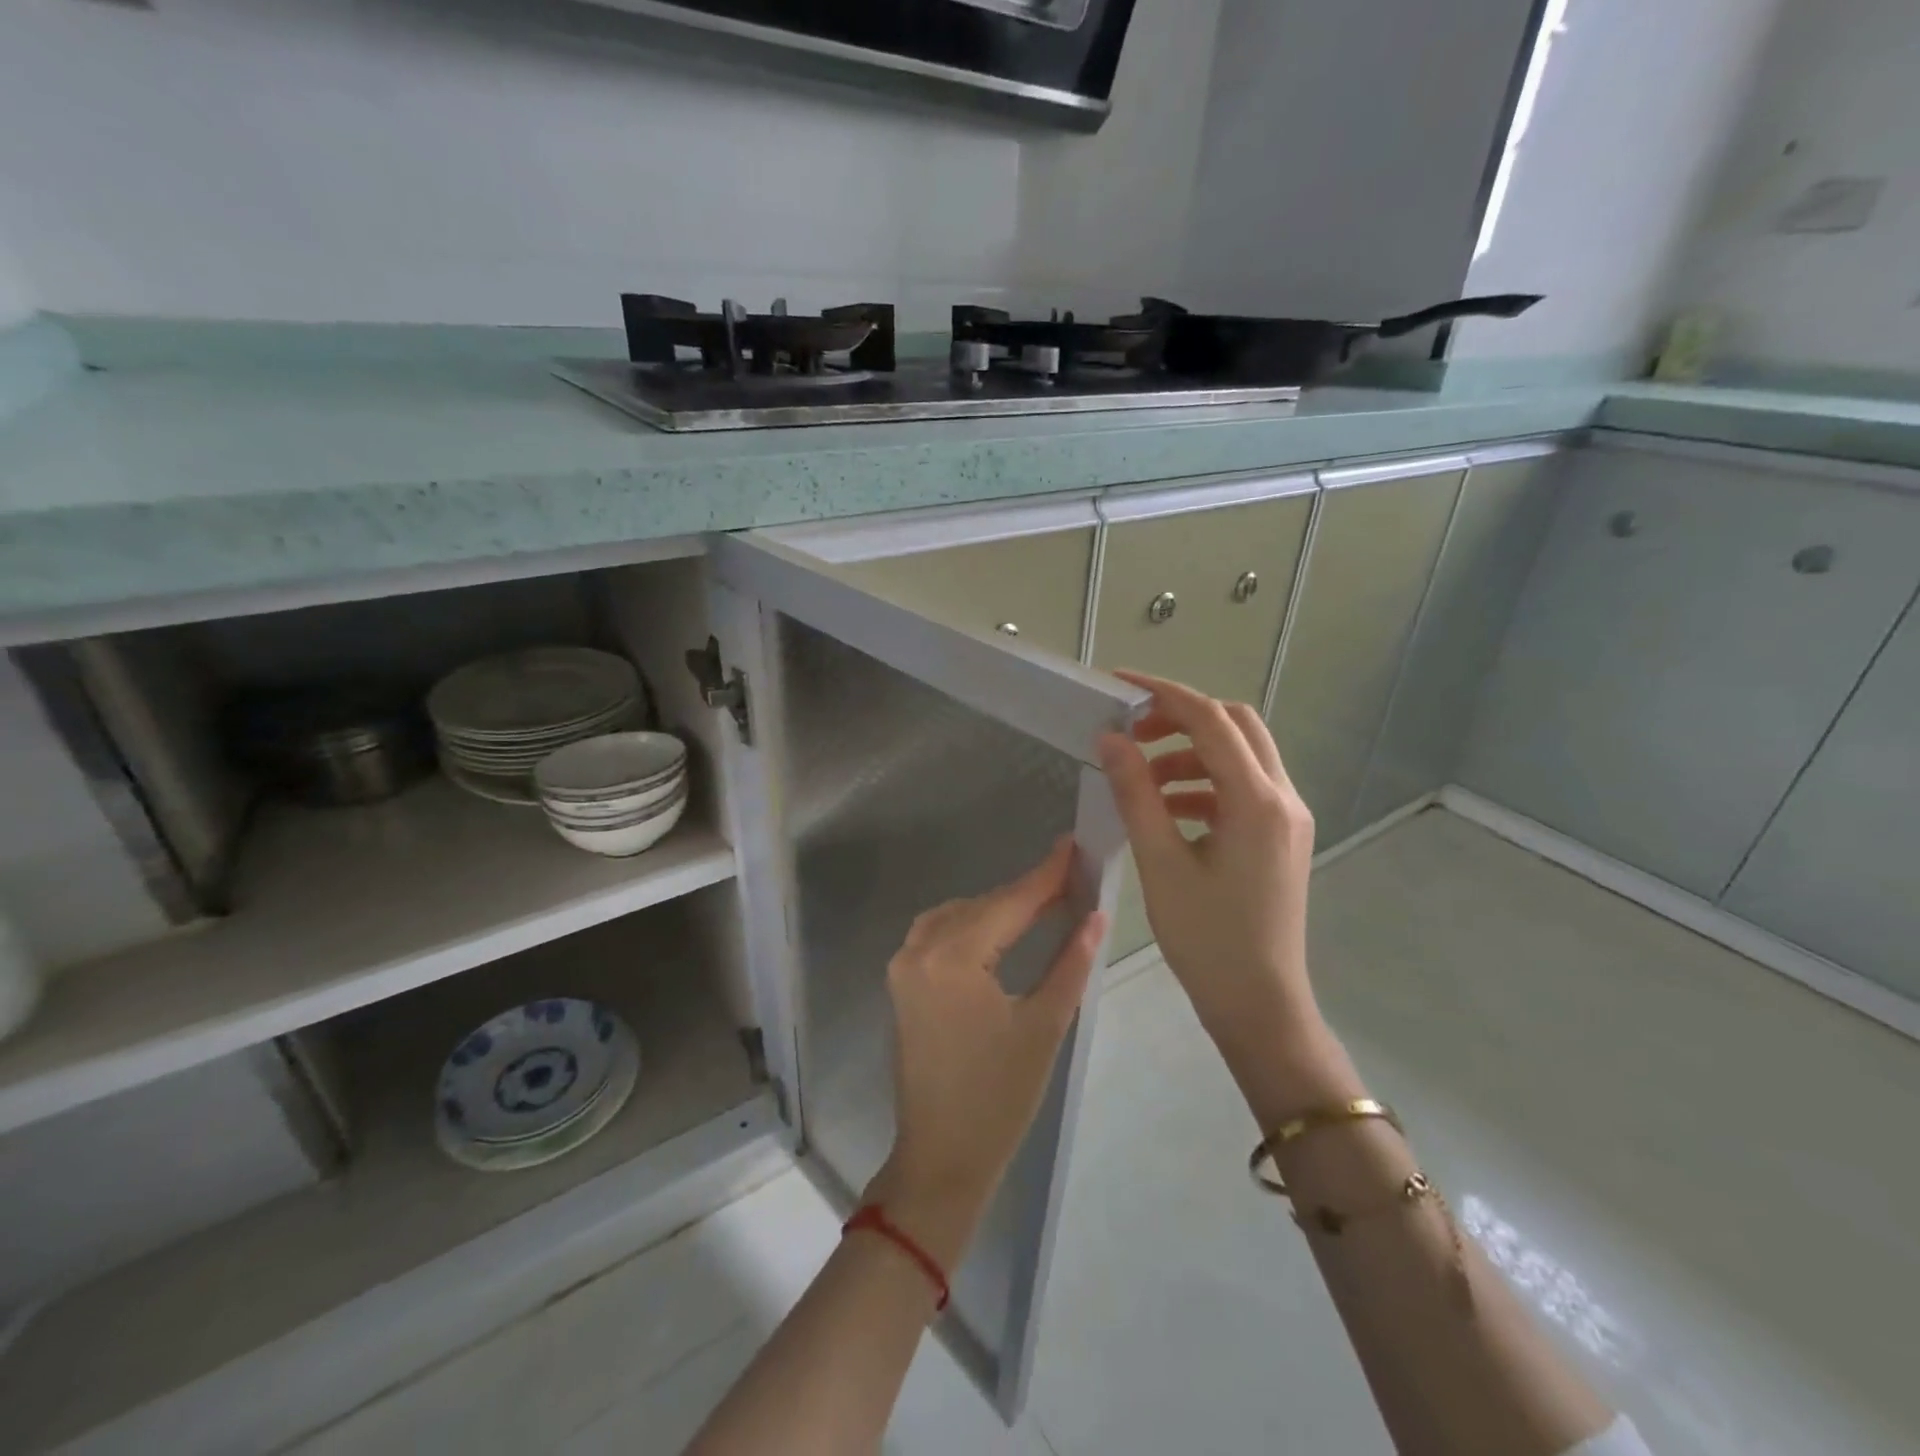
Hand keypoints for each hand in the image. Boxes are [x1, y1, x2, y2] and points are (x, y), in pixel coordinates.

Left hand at [868, 838, 1105, 1269]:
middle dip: (1026, 892)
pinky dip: (973, 925)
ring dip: (998, 908)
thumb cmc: (999, 1098)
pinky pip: (939, 934)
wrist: (941, 1158)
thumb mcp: (1044, 1026)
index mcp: (952, 958)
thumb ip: (1069, 962)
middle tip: (1071, 877)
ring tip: (1044, 903)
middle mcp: (918, 949)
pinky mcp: (901, 982)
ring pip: (958, 915)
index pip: (1009, 903)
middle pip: (982, 906)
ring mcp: (903, 965)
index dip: (1045, 874)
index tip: (1074, 844)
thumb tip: (1095, 914)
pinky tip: (1002, 929)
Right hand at [1097, 671, 1362, 1127]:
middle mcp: (1283, 798)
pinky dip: (1203, 784)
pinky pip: (1241, 789)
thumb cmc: (1208, 939)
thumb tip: (1110, 739)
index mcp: (1258, 800)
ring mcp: (1287, 818)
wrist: (1260, 1004)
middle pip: (1236, 726)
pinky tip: (1166, 809)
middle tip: (1133, 733)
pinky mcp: (1280, 837)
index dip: (1163, 694)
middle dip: (1182, 718)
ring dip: (1190, 753)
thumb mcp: (1162, 863)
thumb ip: (1136, 793)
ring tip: (1141, 778)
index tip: (1119, 685)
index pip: (1210, 720)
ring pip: (1240, 756)